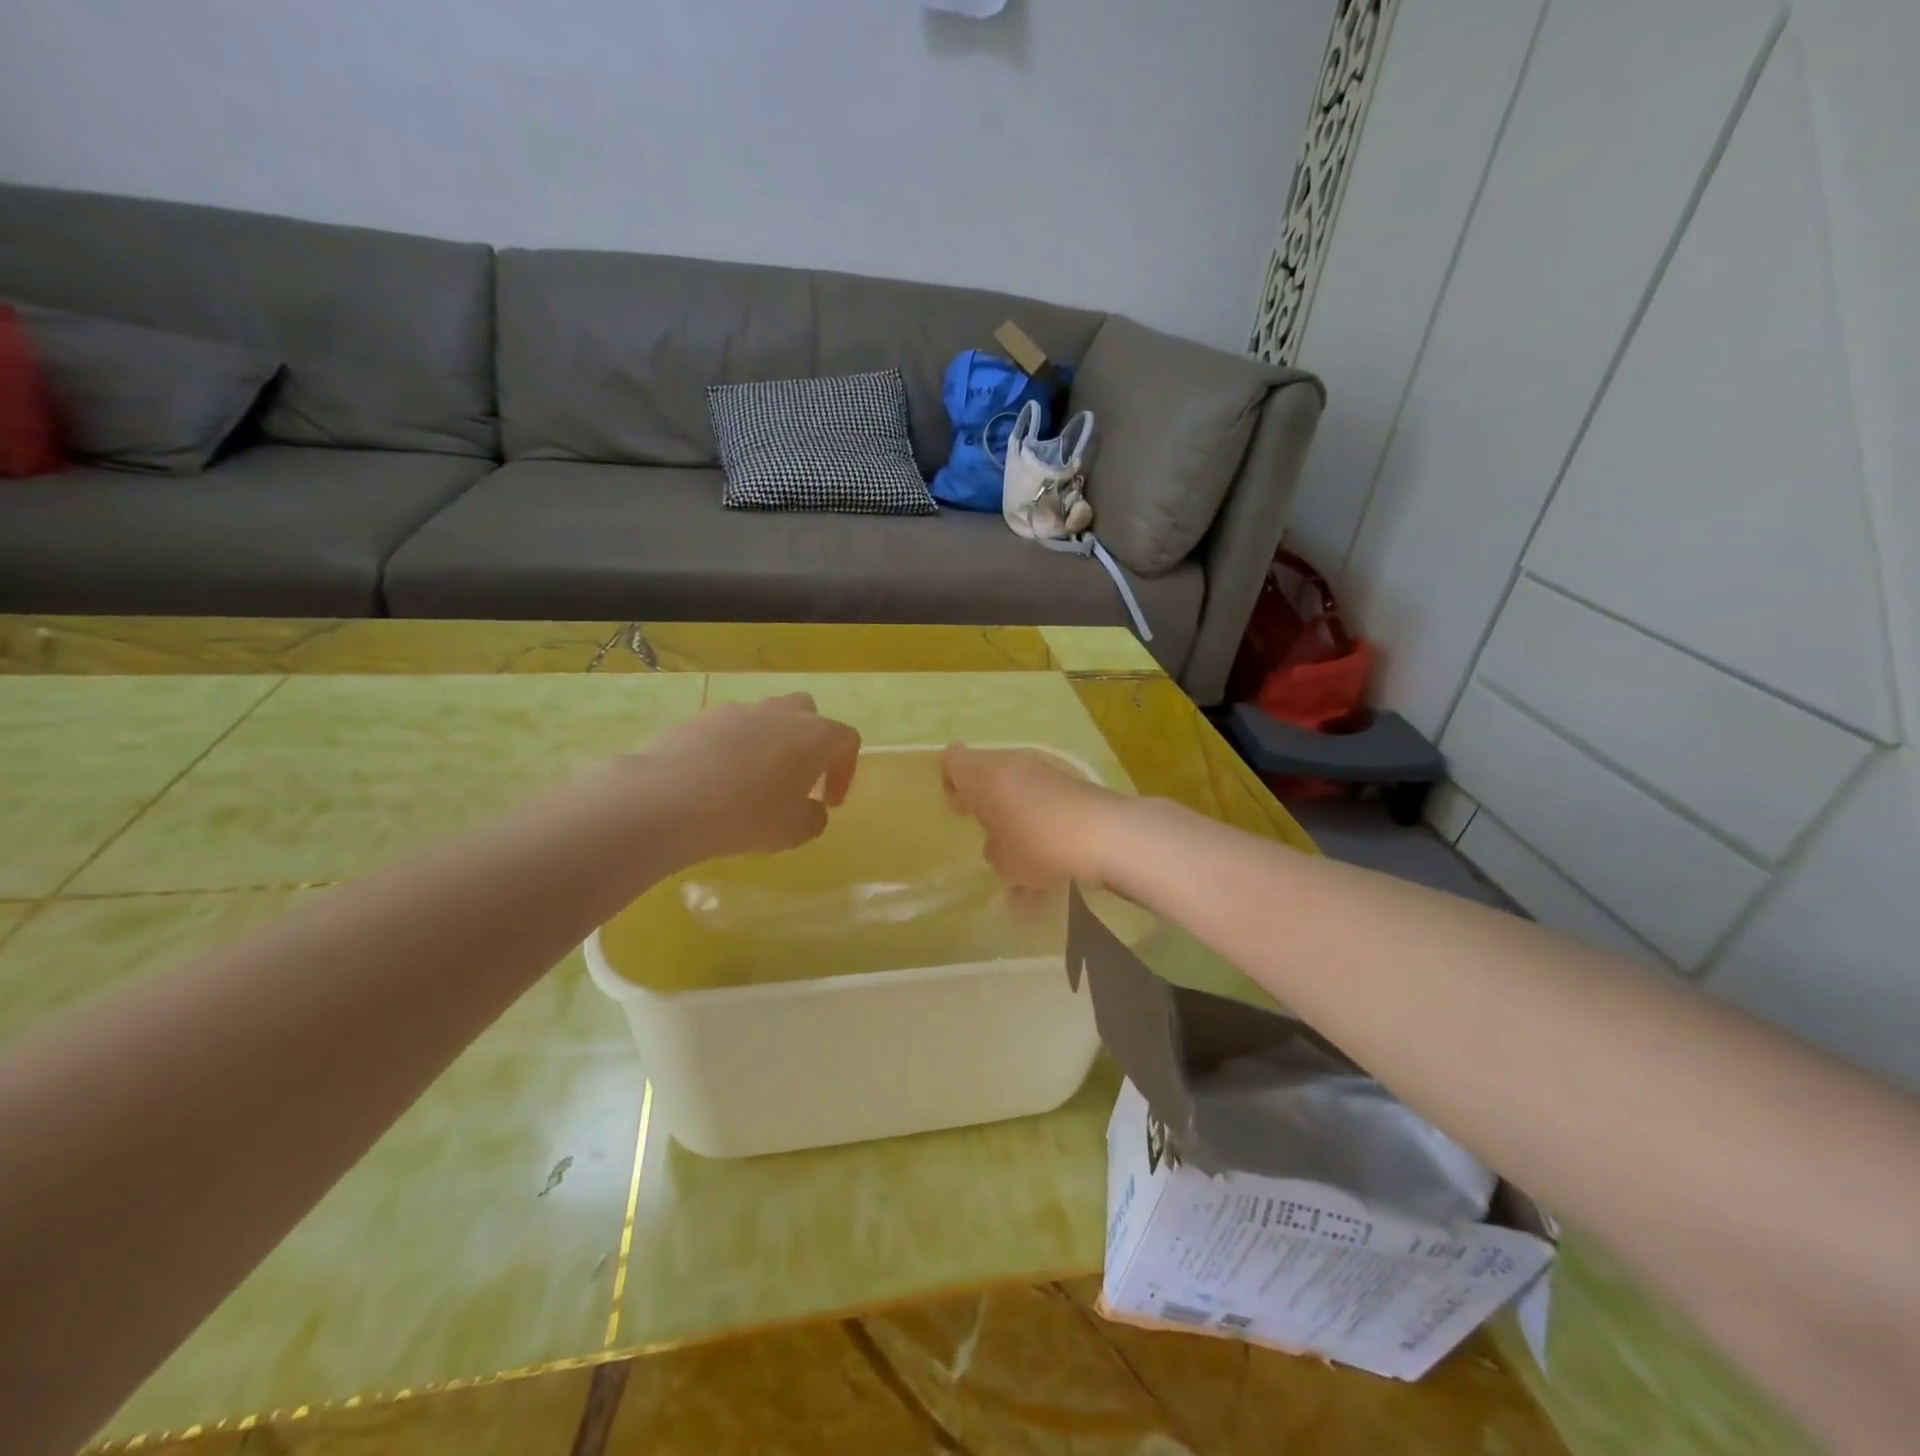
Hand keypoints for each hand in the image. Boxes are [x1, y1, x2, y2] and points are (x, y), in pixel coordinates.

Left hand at [635, 694, 860, 861]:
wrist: (668, 800)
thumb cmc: (746, 816)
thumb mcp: (794, 831)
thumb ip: (813, 818)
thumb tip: (811, 810)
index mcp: (814, 736)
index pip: (846, 740)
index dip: (844, 771)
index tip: (829, 801)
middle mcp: (780, 713)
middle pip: (807, 713)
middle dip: (808, 742)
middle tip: (797, 778)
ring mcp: (737, 711)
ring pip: (764, 718)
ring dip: (768, 744)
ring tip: (752, 782)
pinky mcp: (699, 717)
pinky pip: (727, 729)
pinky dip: (731, 749)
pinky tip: (715, 781)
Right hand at [940, 744, 1121, 890]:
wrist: (1104, 833)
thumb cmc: (1036, 844)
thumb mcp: (1003, 862)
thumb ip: (994, 850)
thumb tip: (999, 844)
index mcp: (983, 776)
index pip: (953, 760)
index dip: (952, 782)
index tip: (960, 808)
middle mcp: (1012, 764)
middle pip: (989, 774)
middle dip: (988, 803)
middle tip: (989, 833)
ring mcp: (1046, 771)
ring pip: (1021, 793)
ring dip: (1019, 822)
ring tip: (1026, 871)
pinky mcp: (1074, 783)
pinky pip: (1048, 805)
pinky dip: (1045, 829)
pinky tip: (1054, 873)